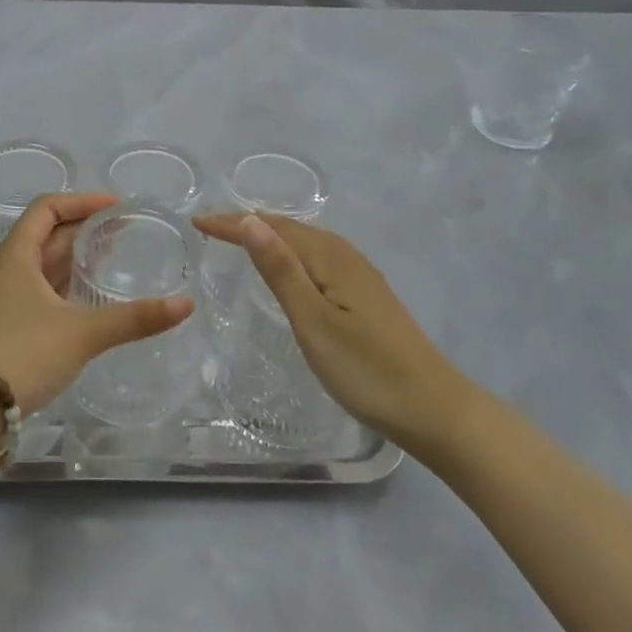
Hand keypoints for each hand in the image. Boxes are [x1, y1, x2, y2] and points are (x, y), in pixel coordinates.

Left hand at [0, 193, 195, 414]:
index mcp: (17, 254)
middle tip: (126, 232)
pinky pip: (42, 288)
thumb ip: (134, 318)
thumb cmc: (22, 354)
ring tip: (115, 257)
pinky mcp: (9, 323)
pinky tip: (91, 296)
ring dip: (77, 256)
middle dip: (86, 228)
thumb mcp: (82, 333)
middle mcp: (8, 268)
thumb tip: (186, 305)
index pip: (48, 208)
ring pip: (45, 263)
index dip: (82, 201)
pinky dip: (68, 282)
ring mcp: (6, 297)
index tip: (117, 207)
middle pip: (48, 233)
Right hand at [194, 213, 471, 441]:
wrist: (434, 410)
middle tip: (211, 227)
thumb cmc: (366, 370)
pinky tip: (289, 268)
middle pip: (290, 228)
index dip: (233, 223)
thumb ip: (281, 270)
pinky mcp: (367, 295)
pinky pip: (318, 258)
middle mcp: (345, 256)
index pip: (272, 228)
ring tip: (241, 237)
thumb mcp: (314, 321)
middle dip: (249, 223)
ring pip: (306, 242)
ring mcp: (360, 275)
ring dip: (271, 235)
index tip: (197, 222)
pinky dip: (292, 252)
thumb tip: (251, 221)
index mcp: (329, 257)